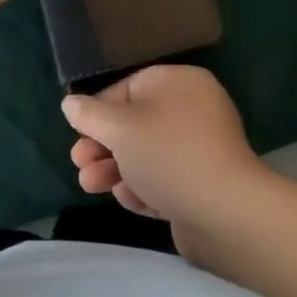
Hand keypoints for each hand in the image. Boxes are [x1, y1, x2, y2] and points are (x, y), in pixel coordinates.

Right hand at [62, 65, 267, 255]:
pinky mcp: (202, 185)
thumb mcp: (119, 128)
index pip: (129, 89)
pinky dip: (144, 188)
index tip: (79, 134)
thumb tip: (70, 103)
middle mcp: (194, 110)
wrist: (225, 213)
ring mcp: (200, 150)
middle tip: (80, 164)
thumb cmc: (167, 155)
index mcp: (180, 83)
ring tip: (91, 186)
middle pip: (135, 124)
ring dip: (115, 170)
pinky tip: (131, 200)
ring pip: (146, 155)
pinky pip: (165, 180)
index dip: (99, 111)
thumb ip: (90, 114)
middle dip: (103, 146)